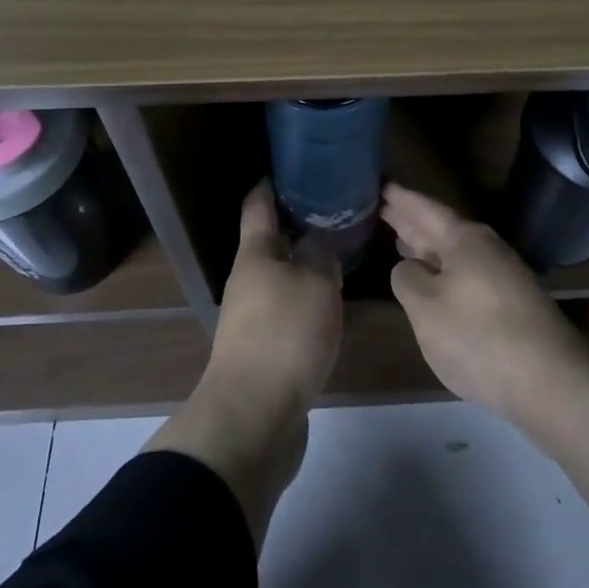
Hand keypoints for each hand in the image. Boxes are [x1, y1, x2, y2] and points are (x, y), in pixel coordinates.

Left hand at [144, 181, 341, 548]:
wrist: (253, 418)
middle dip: (298, 227)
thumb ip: (321, 257)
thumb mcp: (316, 285)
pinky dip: (307, 301)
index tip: (292, 168)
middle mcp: (248, 281)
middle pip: (270, 243)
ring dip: (305, 267)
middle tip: (335, 213)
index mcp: (255, 255)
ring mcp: (252, 318)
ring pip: (281, 279)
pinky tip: (331, 305)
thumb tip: (317, 243)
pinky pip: (287, 312)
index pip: (258, 206)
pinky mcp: (264, 351)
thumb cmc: (284, 336)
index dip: (271, 184)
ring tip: (340, 256)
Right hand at [384, 182, 588, 427]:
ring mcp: (502, 275)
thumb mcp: (425, 307)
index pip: (425, 209)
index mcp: (464, 239)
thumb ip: (407, 280)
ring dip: (428, 246)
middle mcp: (486, 248)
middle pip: (441, 228)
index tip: (380, 185)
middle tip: (383, 207)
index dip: (400, 199)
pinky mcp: (511, 303)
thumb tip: (409, 267)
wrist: (551, 382)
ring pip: (455, 252)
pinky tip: (434, 281)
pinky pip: (466, 273)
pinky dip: (444, 270)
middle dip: (412, 220)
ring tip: (401, 240)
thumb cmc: (478, 336)